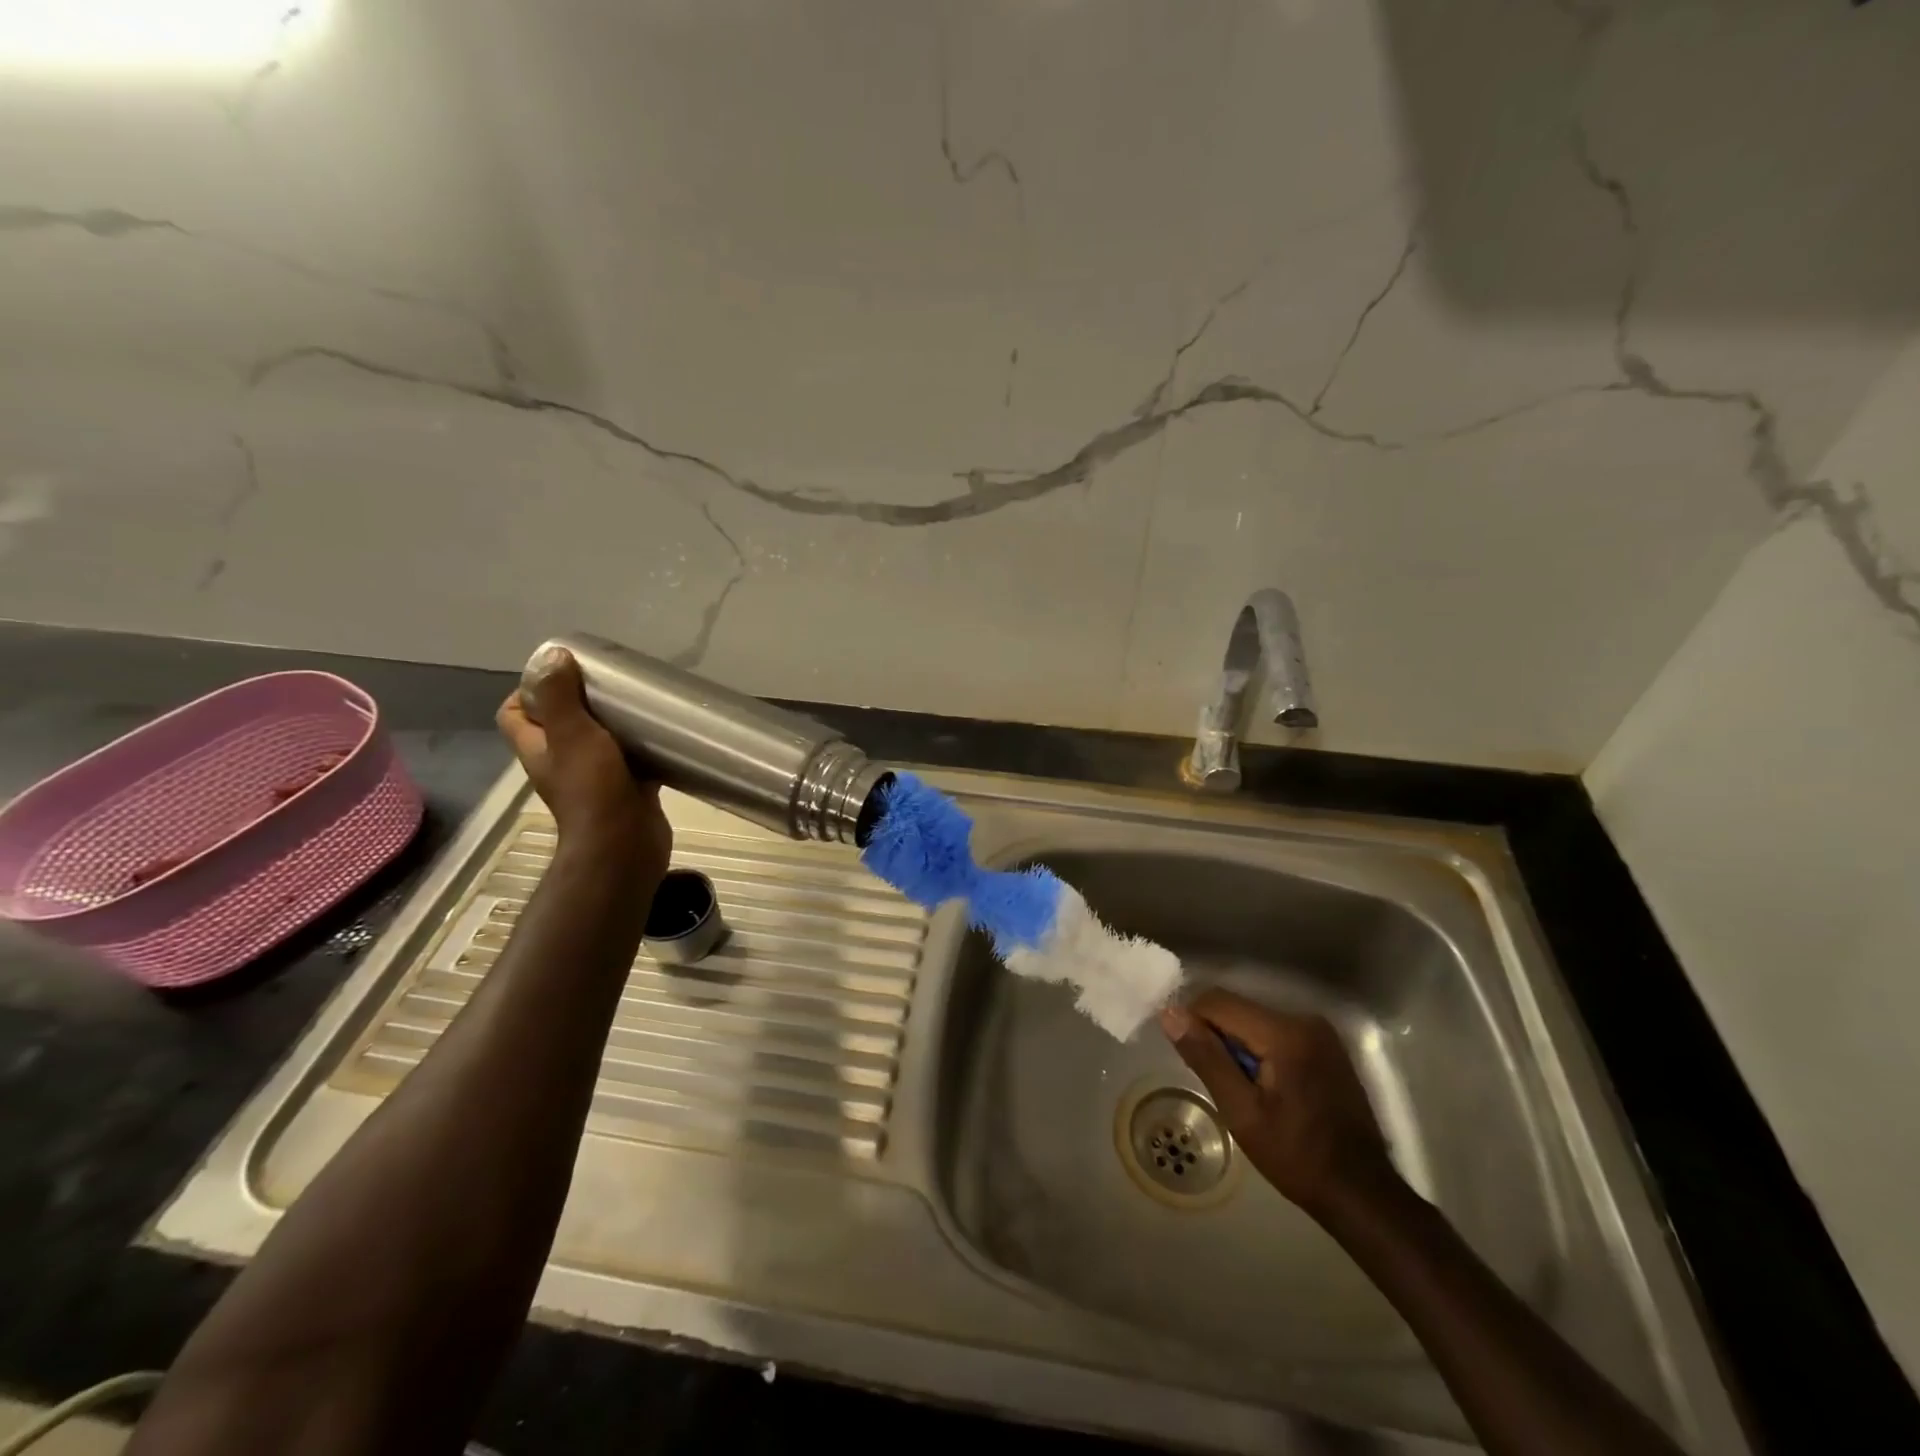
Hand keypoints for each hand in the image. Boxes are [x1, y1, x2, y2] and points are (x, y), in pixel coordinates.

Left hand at [497, 647, 671, 874]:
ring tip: (636, 703)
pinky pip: (633, 761)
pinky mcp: (627, 790)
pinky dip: (644, 749)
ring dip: (614, 724)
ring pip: (599, 742)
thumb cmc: (593, 790)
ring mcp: (594, 779)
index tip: (560, 673)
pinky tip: (664, 736)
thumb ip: (559, 698)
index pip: (514, 714)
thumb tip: (552, 655)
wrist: (625, 845)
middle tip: (607, 683)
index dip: (527, 691)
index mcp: (539, 749)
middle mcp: (561, 764)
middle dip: (580, 702)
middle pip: (560, 725)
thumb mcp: (572, 735)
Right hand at [1160, 990, 1397, 1220]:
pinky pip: (1276, 1032)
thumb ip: (1205, 1056)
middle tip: (1216, 1081)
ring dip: (1238, 1045)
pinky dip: (1260, 1050)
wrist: (1361, 1192)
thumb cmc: (1295, 1155)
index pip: (1218, 1001)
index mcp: (1284, 1032)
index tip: (1188, 1058)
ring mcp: (1319, 1032)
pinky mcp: (1326, 1046)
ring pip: (1255, 1020)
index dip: (1193, 1022)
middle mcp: (1304, 1019)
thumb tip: (1170, 1013)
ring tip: (1240, 1088)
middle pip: (1238, 1009)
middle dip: (1217, 1037)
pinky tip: (1264, 1087)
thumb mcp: (1241, 1111)